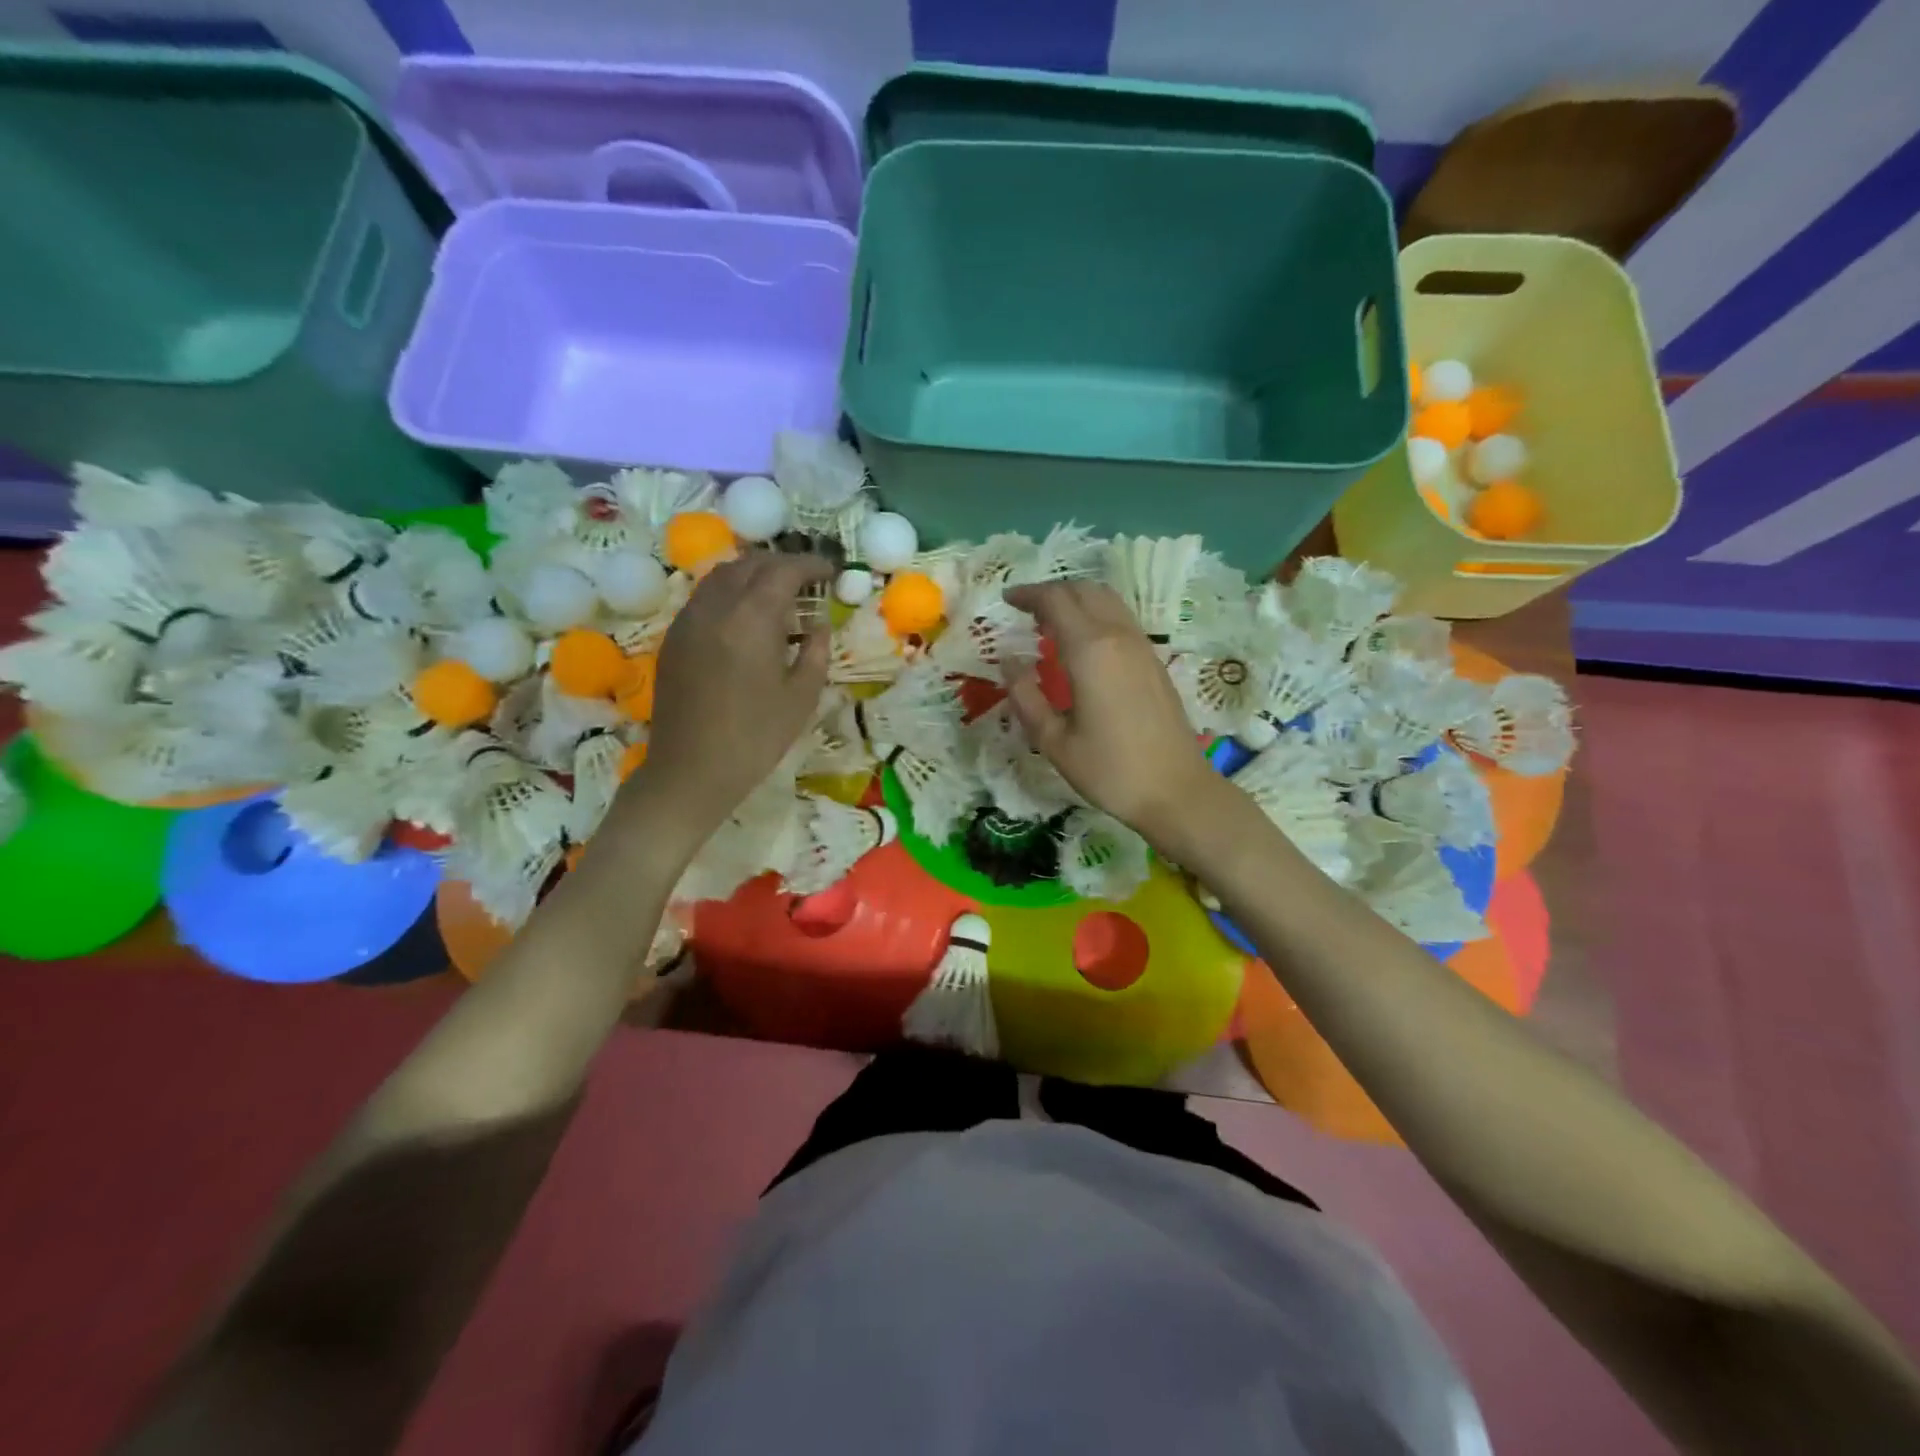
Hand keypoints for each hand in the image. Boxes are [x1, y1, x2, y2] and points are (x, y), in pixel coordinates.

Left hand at [635, 551, 831, 840]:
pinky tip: (745, 616)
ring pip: (722, 575)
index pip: (783, 571)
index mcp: (751, 619)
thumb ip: (815, 653)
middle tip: (808, 579)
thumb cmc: (755, 737)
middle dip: (782, 564)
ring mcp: (688, 620)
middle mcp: (716, 607)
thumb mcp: (801, 697)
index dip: (811, 565)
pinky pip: (705, 597)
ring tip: (778, 592)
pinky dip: (731, 592)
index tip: (831, 570)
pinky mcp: (674, 638)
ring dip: (753, 574)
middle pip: (750, 564)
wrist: (691, 770)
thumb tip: (818, 627)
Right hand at [1002, 581, 1223, 848]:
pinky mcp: (1154, 661)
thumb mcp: (1054, 742)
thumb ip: (1026, 696)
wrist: (1175, 790)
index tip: (1007, 599)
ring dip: (1077, 599)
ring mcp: (1142, 646)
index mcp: (1090, 651)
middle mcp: (1118, 637)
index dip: (1028, 594)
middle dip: (1052, 591)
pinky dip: (1096, 614)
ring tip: (1051, 622)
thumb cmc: (1109, 770)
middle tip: (1026, 609)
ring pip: (1107, 600)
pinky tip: (1082, 643)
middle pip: (1084, 590)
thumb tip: (1009, 660)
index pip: (1056, 600)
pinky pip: (1121, 619)